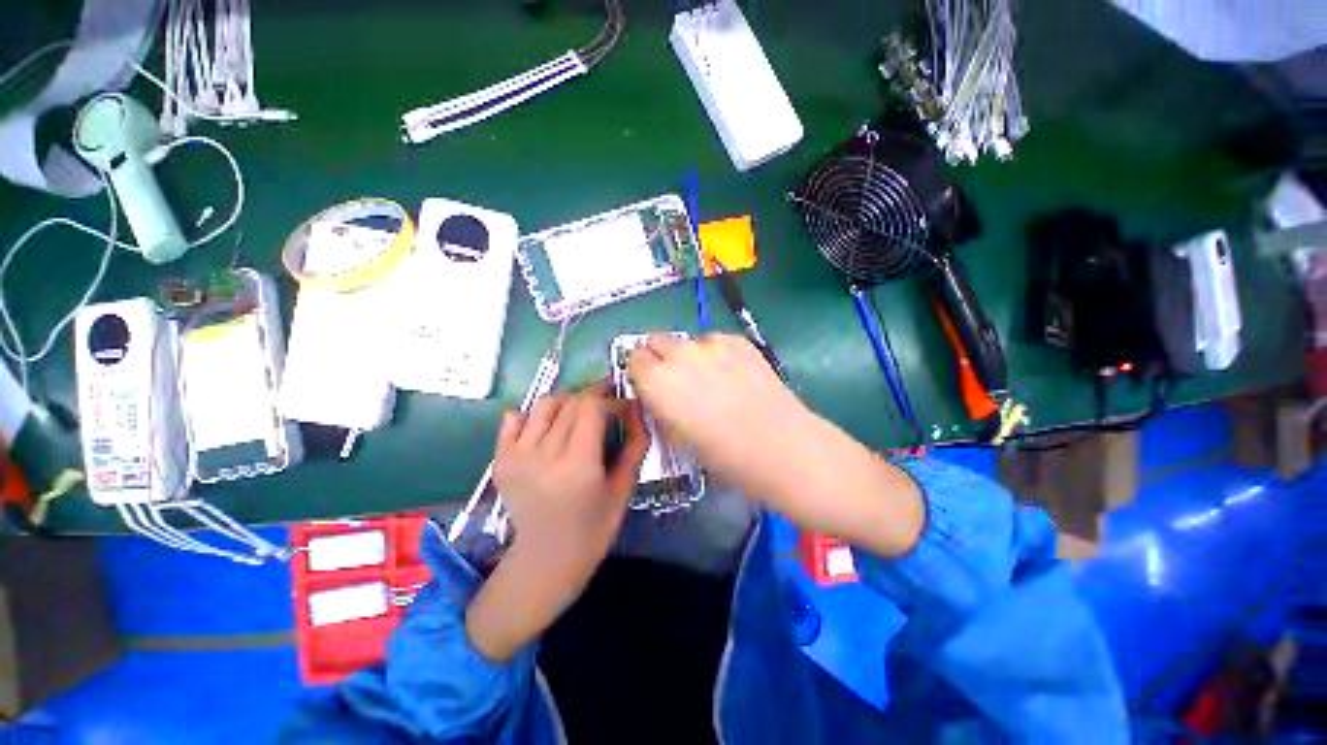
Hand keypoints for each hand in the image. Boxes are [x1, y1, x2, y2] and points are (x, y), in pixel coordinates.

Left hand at [493, 379, 648, 567]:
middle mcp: (544, 455)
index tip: (624, 405)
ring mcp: (517, 456)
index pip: (592, 407)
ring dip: (568, 401)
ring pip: (545, 404)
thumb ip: (634, 444)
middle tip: (607, 406)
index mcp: (578, 465)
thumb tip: (634, 408)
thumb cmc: (594, 527)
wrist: (546, 559)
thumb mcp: (624, 487)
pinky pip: (515, 418)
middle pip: (570, 402)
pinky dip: (534, 414)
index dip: (611, 399)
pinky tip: (548, 427)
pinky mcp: (501, 459)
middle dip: (594, 396)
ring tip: (580, 413)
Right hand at [629, 333, 923, 558]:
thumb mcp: (679, 438)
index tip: (651, 387)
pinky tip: (734, 377)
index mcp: (658, 381)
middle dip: (659, 357)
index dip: (641, 373)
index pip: (633, 359)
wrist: (782, 447)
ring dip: (690, 356)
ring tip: (712, 380)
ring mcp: (712, 344)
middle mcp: (680, 354)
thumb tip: (659, 395)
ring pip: (688, 341)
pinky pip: (715, 342)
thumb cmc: (725, 456)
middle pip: (656, 339)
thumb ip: (661, 408)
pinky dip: (716, 354)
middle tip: (676, 381)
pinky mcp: (739, 341)